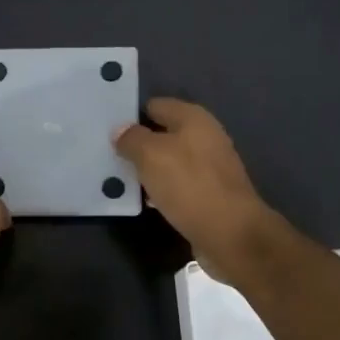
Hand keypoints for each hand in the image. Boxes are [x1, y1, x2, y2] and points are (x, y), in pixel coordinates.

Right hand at [114, 98, 280, 282]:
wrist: (231, 234)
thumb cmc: (189, 185)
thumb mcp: (151, 155)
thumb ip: (132, 139)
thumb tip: (121, 130)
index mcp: (194, 118)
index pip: (156, 106)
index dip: (132, 115)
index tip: (108, 131)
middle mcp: (205, 138)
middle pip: (163, 134)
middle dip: (139, 145)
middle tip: (109, 156)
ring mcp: (210, 168)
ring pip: (169, 162)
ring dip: (148, 170)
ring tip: (120, 179)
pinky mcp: (210, 194)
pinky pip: (178, 185)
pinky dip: (162, 190)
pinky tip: (146, 201)